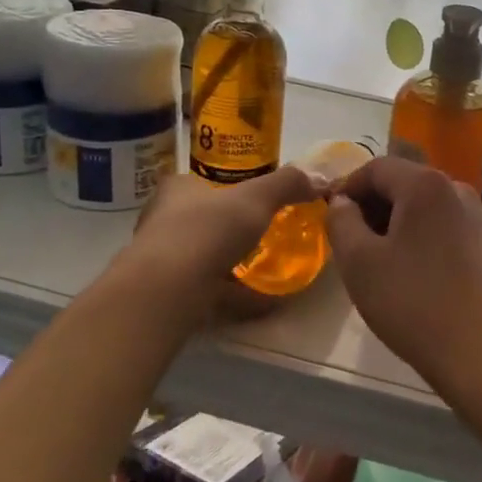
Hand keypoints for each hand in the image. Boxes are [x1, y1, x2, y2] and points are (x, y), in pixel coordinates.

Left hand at [119, 166, 321, 327]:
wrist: (167, 290)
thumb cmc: (207, 229)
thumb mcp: (256, 197)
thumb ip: (287, 184)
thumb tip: (318, 179)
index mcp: (177, 190)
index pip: (198, 181)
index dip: (225, 186)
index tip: (252, 198)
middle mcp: (162, 222)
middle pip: (201, 220)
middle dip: (229, 228)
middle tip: (263, 233)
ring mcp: (162, 261)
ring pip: (202, 257)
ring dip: (231, 263)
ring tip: (266, 268)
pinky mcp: (168, 295)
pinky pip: (209, 290)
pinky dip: (236, 295)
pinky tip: (264, 302)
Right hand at [324, 156, 481, 396]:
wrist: (479, 350)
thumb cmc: (412, 303)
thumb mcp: (359, 262)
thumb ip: (341, 221)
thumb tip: (342, 202)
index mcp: (425, 183)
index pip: (375, 167)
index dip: (346, 187)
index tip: (328, 216)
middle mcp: (455, 187)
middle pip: (401, 181)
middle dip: (370, 204)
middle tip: (347, 239)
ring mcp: (475, 213)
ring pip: (421, 202)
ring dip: (393, 219)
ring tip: (373, 256)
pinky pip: (440, 221)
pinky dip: (417, 232)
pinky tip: (406, 266)